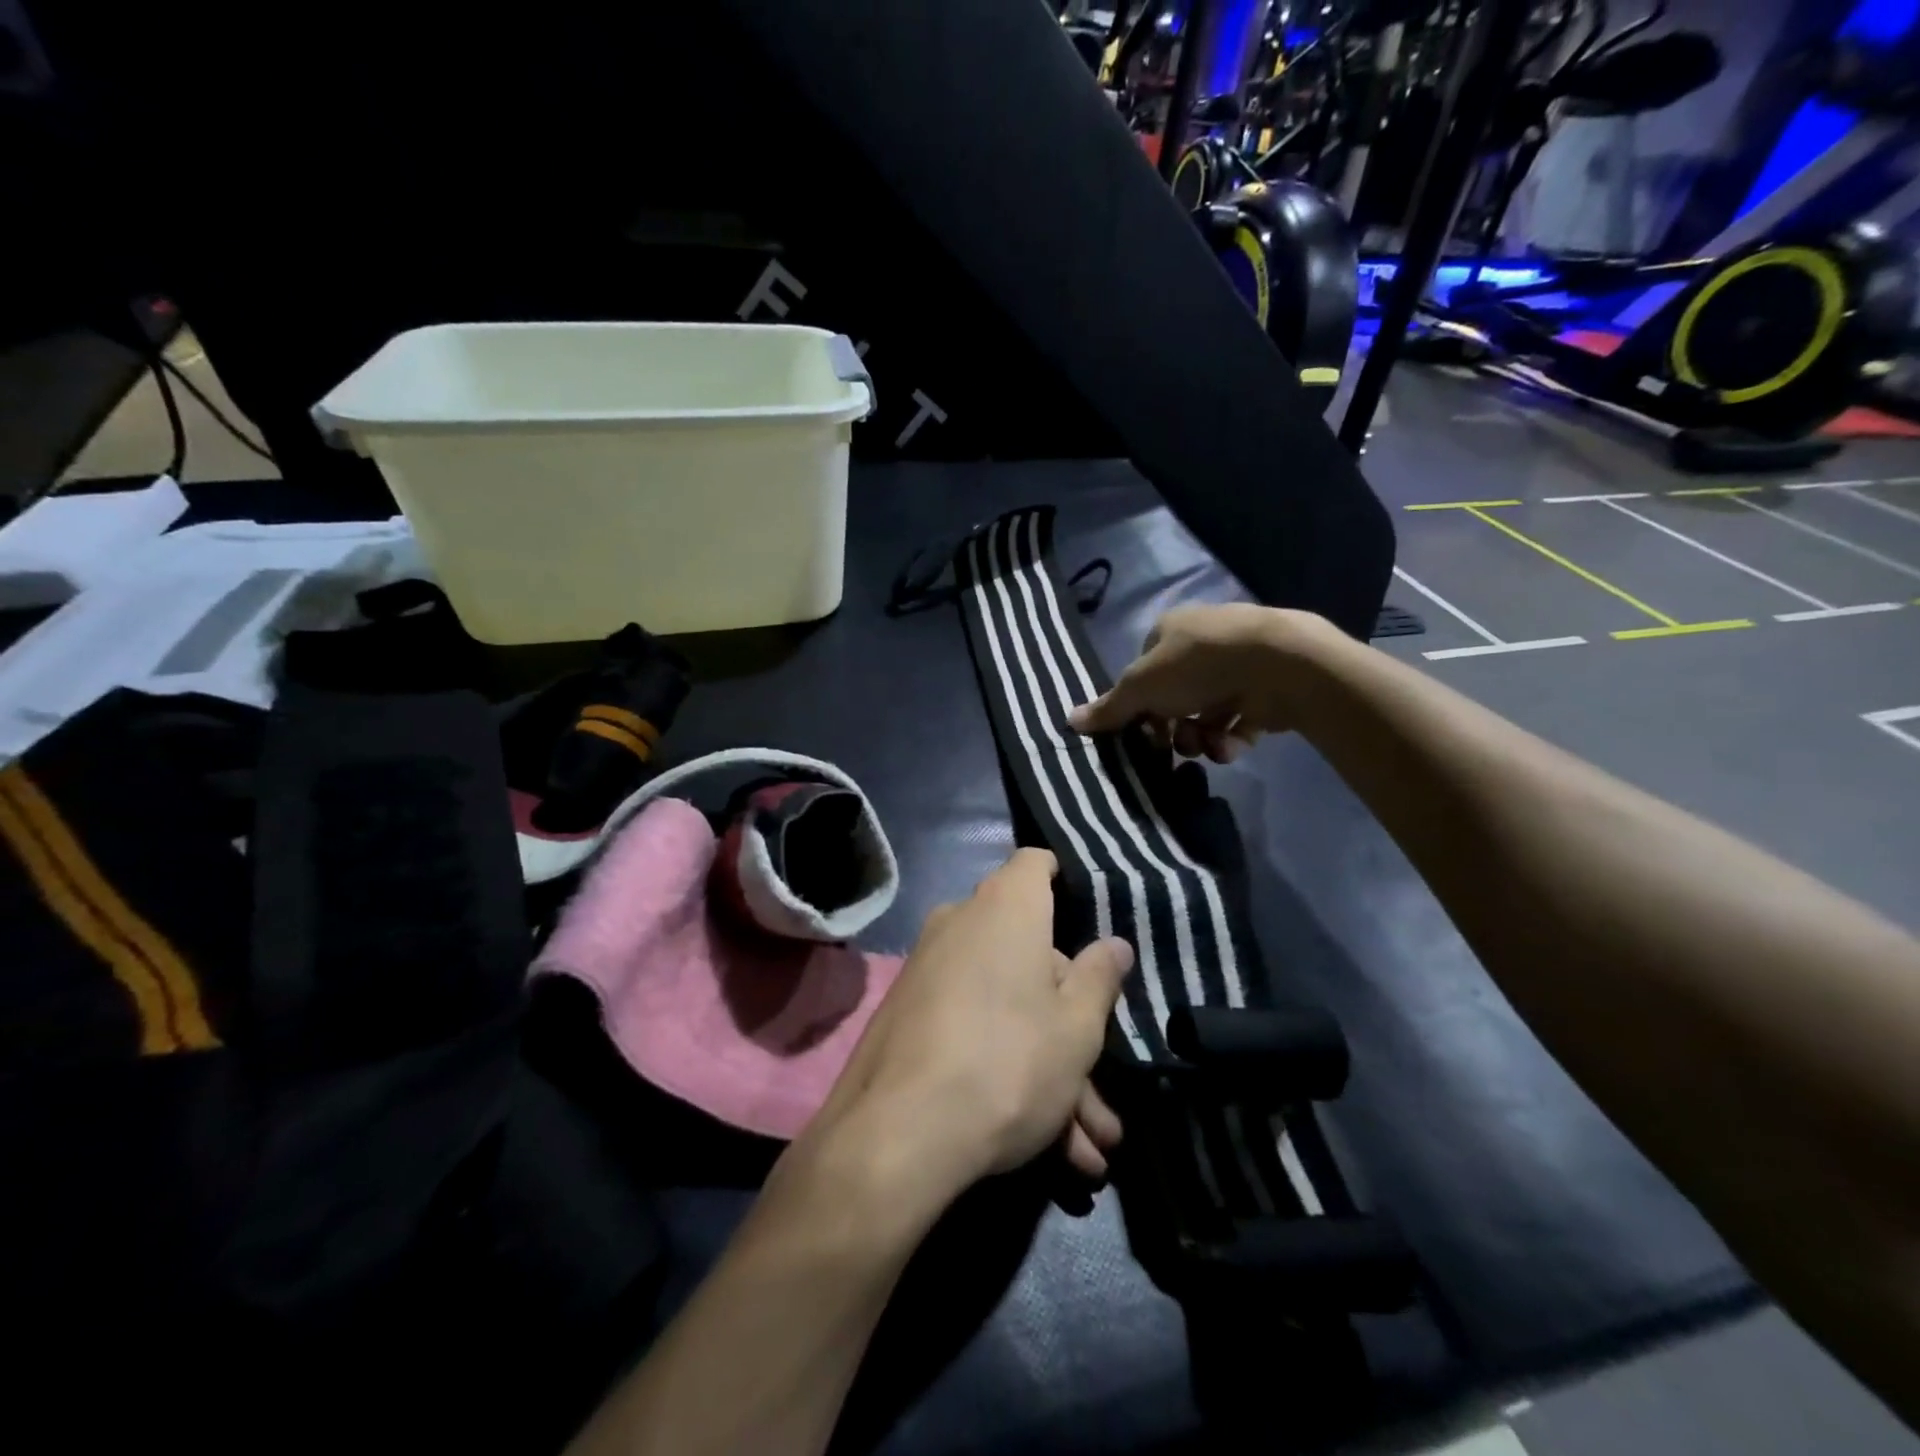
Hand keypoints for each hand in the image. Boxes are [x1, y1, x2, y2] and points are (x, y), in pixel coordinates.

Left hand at [817, 849, 1133, 1205]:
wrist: (897, 1135)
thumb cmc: (1008, 1062)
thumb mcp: (1076, 1029)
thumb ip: (1099, 979)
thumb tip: (1115, 944)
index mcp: (1006, 907)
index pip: (1036, 864)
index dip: (1066, 881)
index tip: (1092, 918)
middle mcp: (962, 923)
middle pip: (1031, 955)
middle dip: (1072, 1022)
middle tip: (1103, 1094)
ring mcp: (930, 969)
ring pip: (1006, 1005)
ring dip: (1050, 1070)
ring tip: (1088, 1151)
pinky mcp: (909, 1014)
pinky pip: (972, 1027)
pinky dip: (1007, 1072)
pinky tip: (1049, 1148)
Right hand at [1067, 603, 1335, 761]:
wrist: (1278, 663)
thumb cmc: (1197, 665)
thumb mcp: (1141, 686)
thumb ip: (1109, 708)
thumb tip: (1068, 721)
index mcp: (1170, 631)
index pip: (1144, 672)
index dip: (1140, 705)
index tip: (1142, 732)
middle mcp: (1203, 644)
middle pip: (1175, 698)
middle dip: (1173, 729)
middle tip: (1175, 746)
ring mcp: (1237, 666)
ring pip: (1207, 714)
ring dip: (1201, 738)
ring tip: (1208, 748)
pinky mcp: (1266, 689)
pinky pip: (1239, 721)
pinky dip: (1232, 738)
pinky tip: (1232, 746)